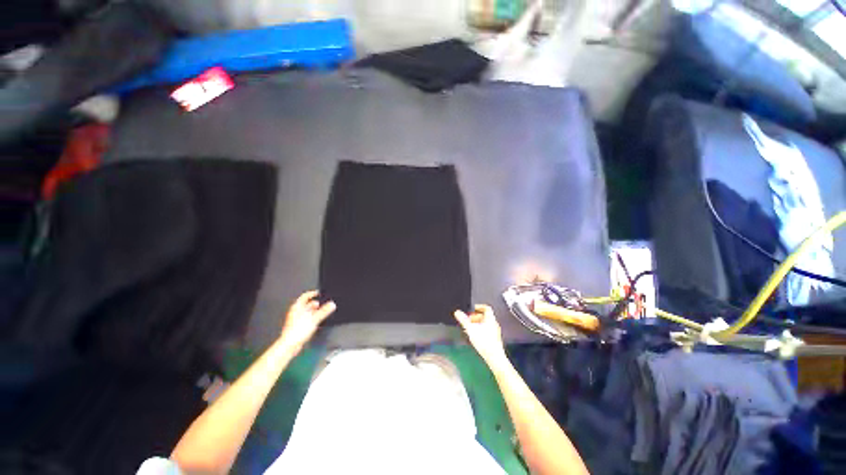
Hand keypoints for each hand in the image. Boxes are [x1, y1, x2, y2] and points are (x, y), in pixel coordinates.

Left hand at [279, 291, 335, 352]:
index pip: (305, 296)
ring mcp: (295, 319)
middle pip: (306, 304)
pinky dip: (311, 318)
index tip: (318, 293)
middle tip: (322, 304)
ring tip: (321, 312)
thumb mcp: (314, 318)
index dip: (312, 293)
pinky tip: (316, 321)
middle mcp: (295, 312)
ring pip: (306, 312)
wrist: (289, 345)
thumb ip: (324, 311)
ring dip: (314, 312)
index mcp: (297, 307)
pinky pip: (306, 319)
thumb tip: (331, 304)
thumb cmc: (297, 331)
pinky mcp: (297, 326)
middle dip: (315, 304)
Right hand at [454, 304, 506, 366]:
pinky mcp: (494, 340)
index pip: (487, 308)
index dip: (479, 306)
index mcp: (490, 319)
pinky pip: (487, 331)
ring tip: (470, 328)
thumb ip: (463, 320)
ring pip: (486, 324)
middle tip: (469, 320)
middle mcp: (494, 324)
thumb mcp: (471, 329)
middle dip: (476, 317)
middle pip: (485, 316)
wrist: (494, 357)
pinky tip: (475, 337)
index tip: (473, 309)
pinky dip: (480, 330)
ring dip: (477, 324)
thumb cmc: (484, 341)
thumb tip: (457, 312)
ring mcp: (495, 332)